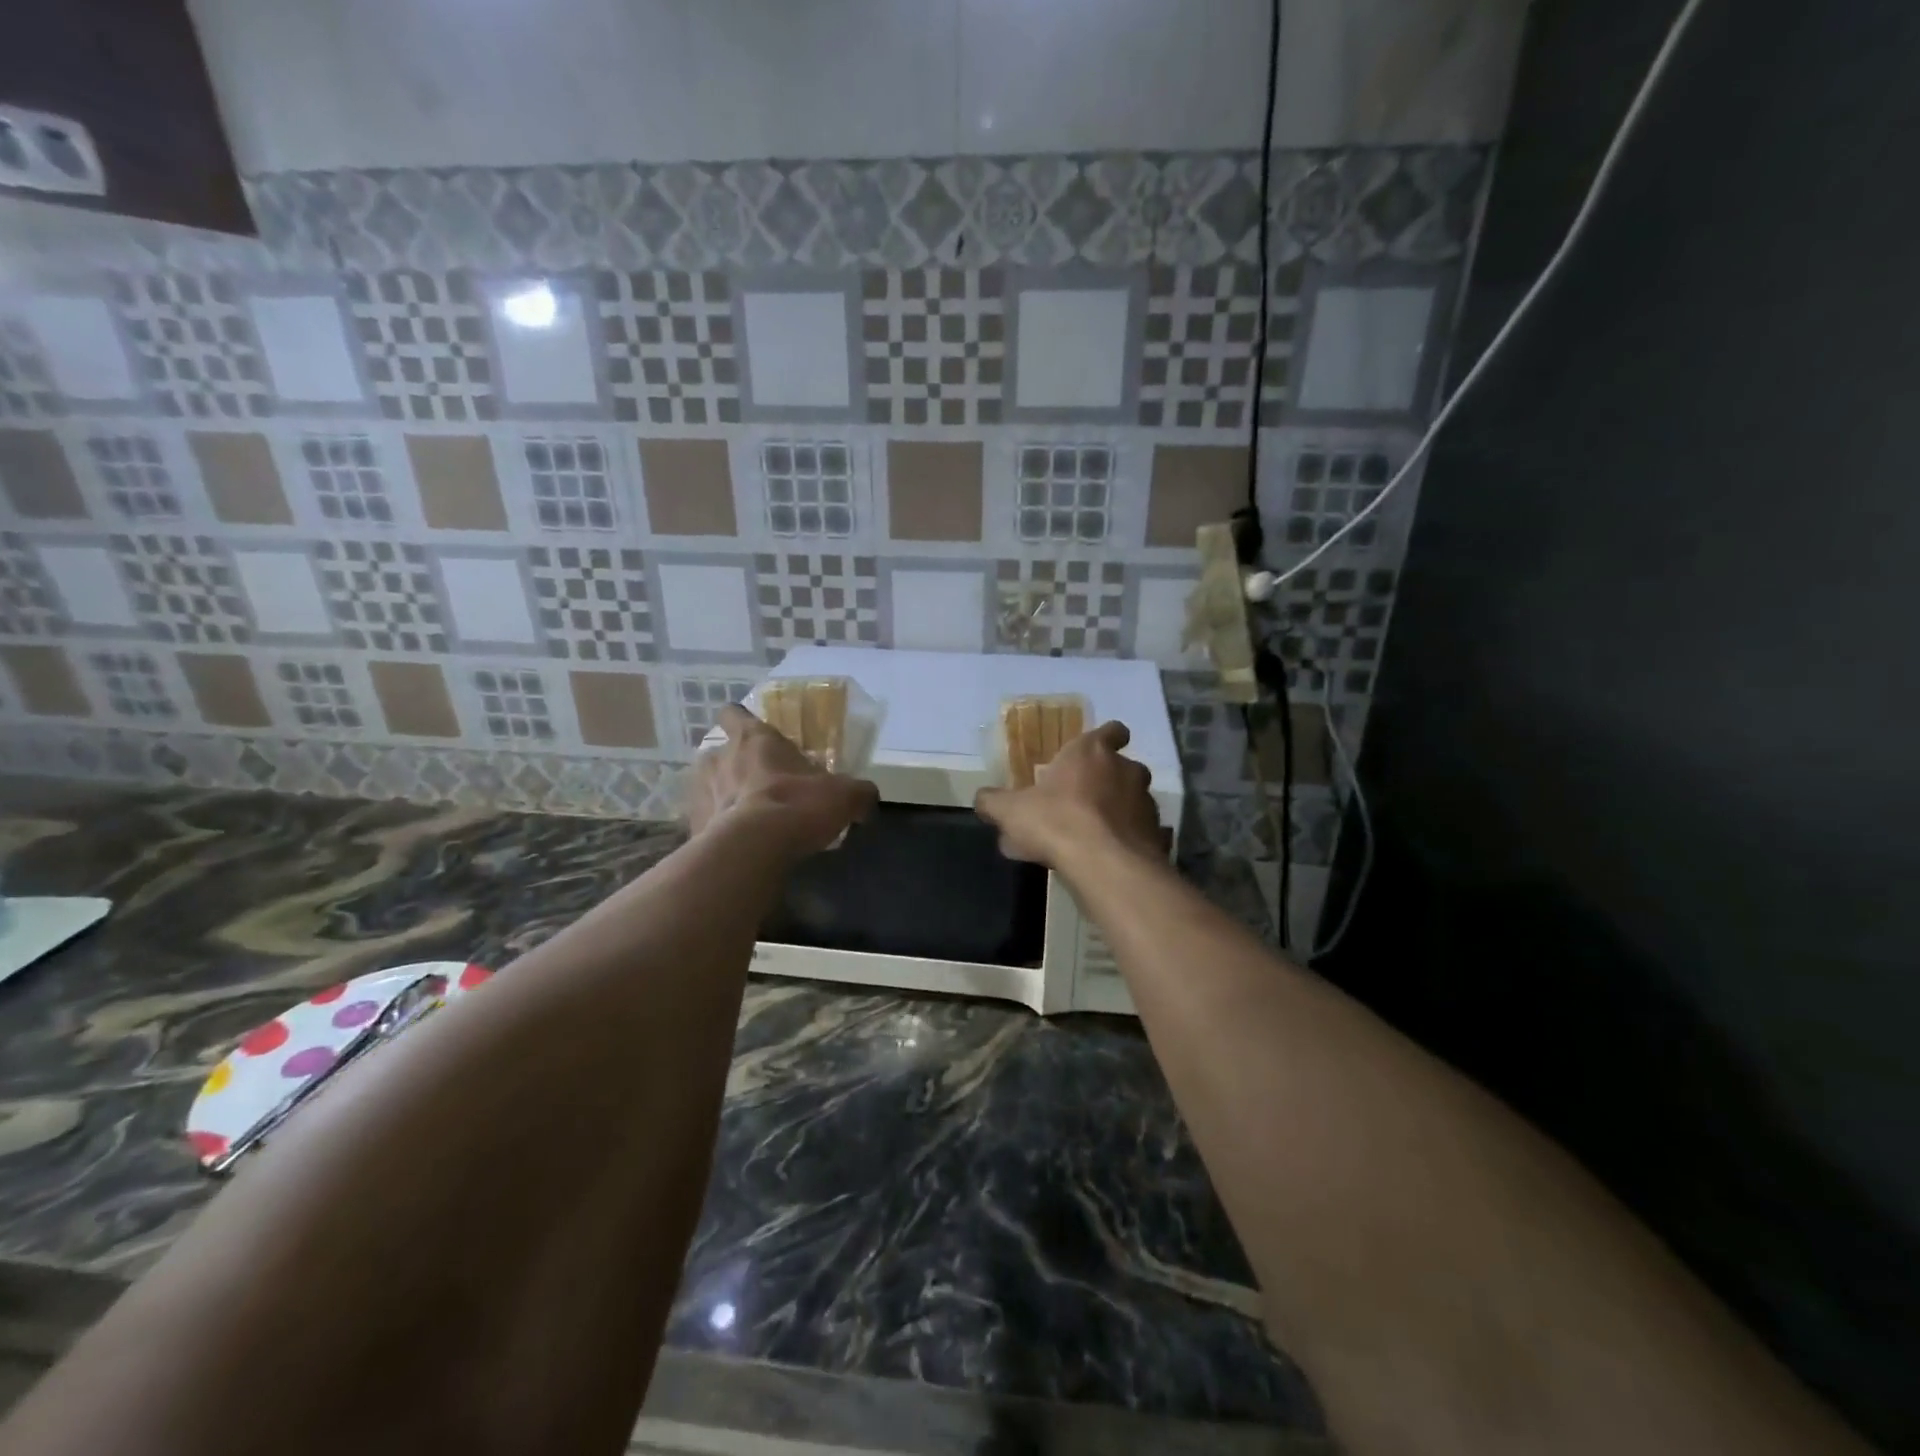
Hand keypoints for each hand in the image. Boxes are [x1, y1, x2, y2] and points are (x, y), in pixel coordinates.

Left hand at [685, 704, 878, 856]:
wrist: (753, 849)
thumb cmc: (798, 805)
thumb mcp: (844, 795)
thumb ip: (858, 793)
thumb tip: (867, 799)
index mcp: (754, 739)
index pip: (735, 714)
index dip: (741, 720)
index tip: (753, 732)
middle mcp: (720, 758)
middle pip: (718, 752)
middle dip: (734, 764)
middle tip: (759, 783)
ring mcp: (701, 792)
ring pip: (707, 786)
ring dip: (722, 795)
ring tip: (744, 815)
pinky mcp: (692, 826)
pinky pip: (705, 822)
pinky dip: (716, 830)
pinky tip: (736, 845)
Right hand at [974, 720, 1162, 868]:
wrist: (1105, 865)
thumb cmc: (1056, 822)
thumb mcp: (1010, 811)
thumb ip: (993, 802)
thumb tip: (981, 799)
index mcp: (1092, 753)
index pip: (1111, 731)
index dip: (1107, 737)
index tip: (1097, 750)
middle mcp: (1126, 770)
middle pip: (1123, 767)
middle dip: (1108, 780)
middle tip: (1083, 801)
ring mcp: (1146, 802)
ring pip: (1134, 800)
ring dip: (1118, 811)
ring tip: (1093, 836)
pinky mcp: (1157, 834)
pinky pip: (1141, 833)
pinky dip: (1128, 841)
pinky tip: (1108, 859)